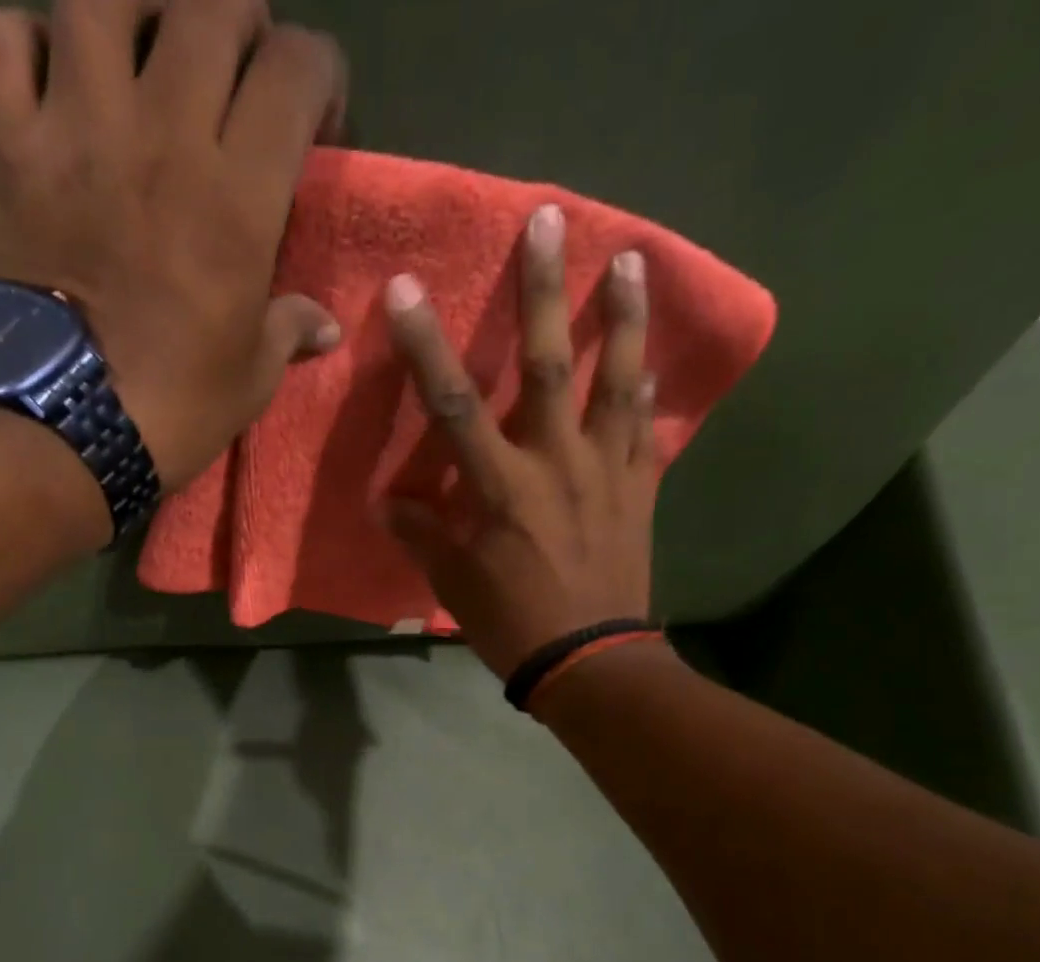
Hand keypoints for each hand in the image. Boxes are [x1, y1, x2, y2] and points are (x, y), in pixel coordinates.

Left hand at [0, 1, 345, 492]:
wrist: (69, 426)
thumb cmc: (177, 407)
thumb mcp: (253, 377)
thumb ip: (290, 330)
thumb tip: (323, 326)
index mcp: (237, 195)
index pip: (297, 68)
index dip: (319, 79)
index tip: (314, 127)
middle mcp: (163, 133)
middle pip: (211, 6)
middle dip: (241, 26)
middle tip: (237, 77)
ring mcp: (76, 128)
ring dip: (134, 11)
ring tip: (145, 52)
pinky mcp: (8, 145)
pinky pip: (2, 37)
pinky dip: (26, 42)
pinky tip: (53, 81)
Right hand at [380, 205, 663, 680]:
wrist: (590, 662)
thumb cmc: (513, 624)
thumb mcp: (454, 586)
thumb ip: (423, 537)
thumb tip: (388, 505)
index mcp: (501, 488)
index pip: (455, 406)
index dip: (427, 347)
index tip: (408, 290)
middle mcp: (556, 463)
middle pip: (547, 366)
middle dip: (543, 292)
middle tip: (549, 221)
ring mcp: (606, 471)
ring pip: (616, 381)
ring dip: (622, 318)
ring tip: (631, 260)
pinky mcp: (639, 489)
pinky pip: (645, 428)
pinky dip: (648, 390)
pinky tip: (651, 360)